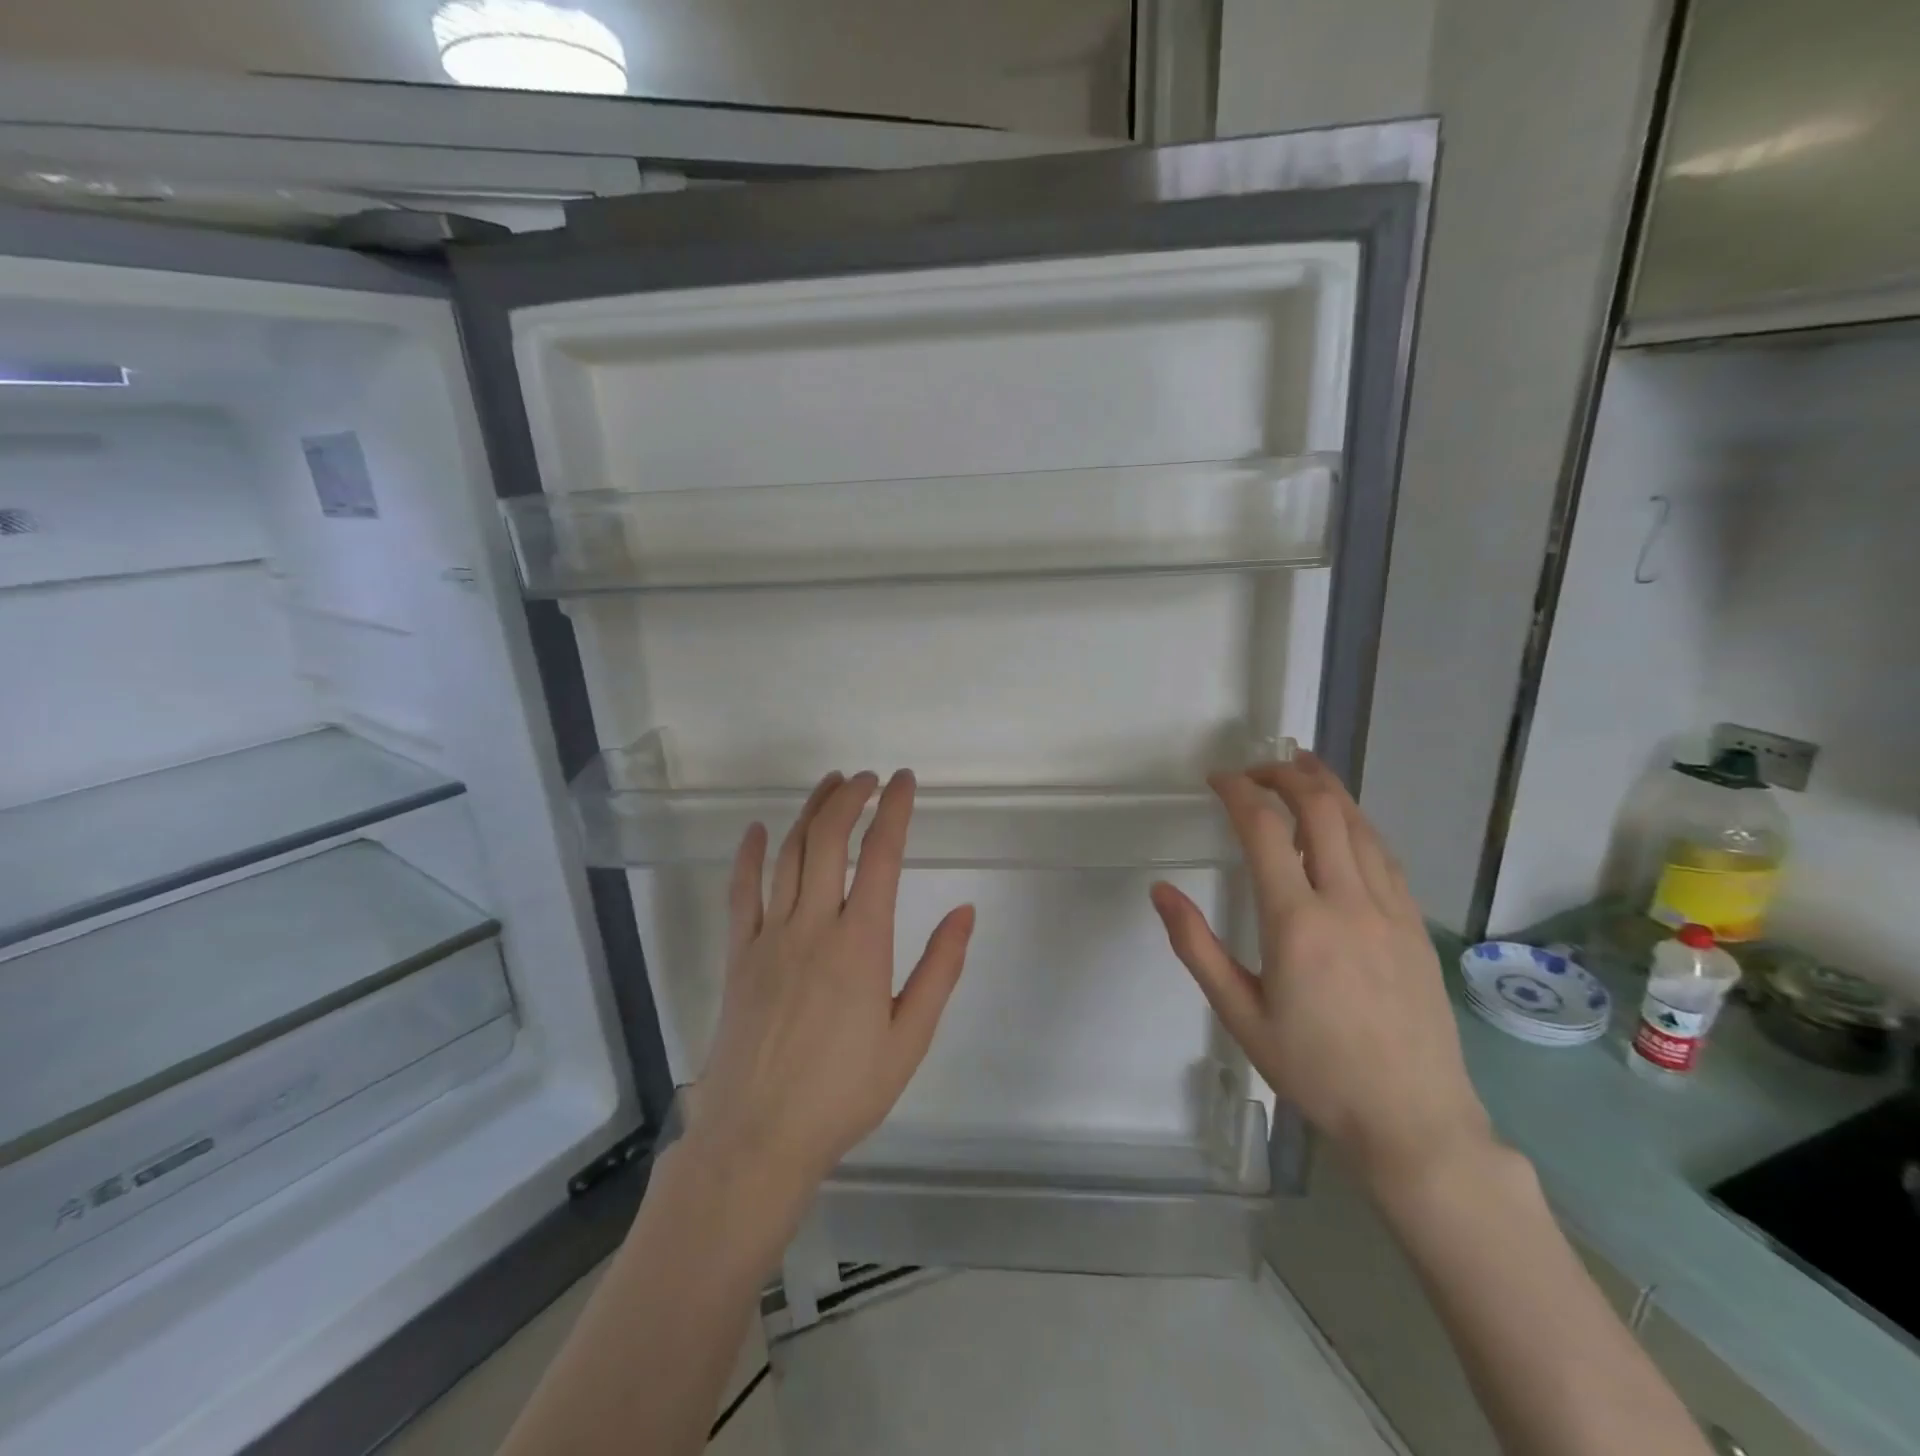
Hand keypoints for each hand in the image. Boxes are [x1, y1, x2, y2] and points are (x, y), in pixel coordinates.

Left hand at [685, 770, 975, 1206]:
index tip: (903, 781)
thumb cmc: (843, 1093)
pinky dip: (749, 856)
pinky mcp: (739, 954)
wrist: (758, 1137)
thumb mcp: (909, 1039)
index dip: (893, 810)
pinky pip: (741, 892)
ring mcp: (769, 937)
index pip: (880, 856)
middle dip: (849, 798)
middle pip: (828, 840)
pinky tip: (756, 831)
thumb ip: (939, 970)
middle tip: (868, 778)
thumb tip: (966, 912)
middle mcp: (813, 926)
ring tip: (829, 784)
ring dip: (809, 812)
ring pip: (787, 854)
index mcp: (861, 944)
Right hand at [1149, 752, 1490, 1191]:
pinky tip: (1343, 822)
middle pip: (1321, 809)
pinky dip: (1356, 822)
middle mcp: (1347, 902)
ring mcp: (1390, 909)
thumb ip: (1196, 946)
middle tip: (1255, 768)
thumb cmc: (1315, 1070)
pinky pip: (1383, 853)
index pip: (1264, 830)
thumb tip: (1161, 890)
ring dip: (1326, 787)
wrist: (1413, 1119)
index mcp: (1297, 922)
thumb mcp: (1239, 1014)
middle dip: (1285, 774)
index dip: (1238, 793)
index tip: (1217, 778)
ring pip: (1359, 823)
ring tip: (1300, 768)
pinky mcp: (1414, 923)